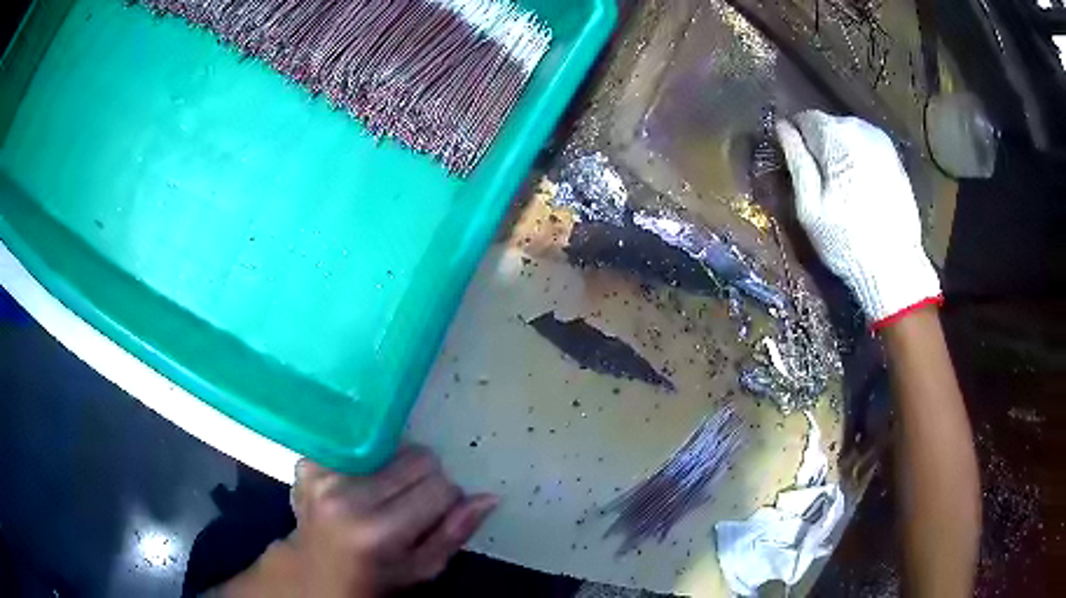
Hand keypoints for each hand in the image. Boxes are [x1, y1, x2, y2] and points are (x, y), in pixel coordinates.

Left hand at [219, 446, 497, 597]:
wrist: (315, 574)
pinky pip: (358, 444)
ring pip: (392, 446)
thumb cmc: (374, 579)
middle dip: (423, 480)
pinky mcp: (309, 464)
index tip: (434, 515)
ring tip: (382, 497)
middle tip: (407, 506)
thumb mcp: (420, 570)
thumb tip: (488, 497)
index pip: (440, 487)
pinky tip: (359, 485)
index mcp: (379, 531)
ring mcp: (324, 476)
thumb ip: (454, 534)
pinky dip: (367, 461)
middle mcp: (348, 497)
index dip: (446, 501)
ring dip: (395, 469)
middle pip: (417, 459)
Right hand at [776, 110, 940, 327]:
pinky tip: (860, 187)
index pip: (805, 118)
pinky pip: (867, 147)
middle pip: (829, 124)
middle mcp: (861, 129)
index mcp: (837, 135)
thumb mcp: (809, 205)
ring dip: (840, 151)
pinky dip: (859, 159)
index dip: (795, 137)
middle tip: (818, 180)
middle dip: (819, 144)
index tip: (794, 162)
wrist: (896, 268)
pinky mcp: (896, 159)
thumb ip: (796, 159)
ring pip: (849, 134)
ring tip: (841, 185)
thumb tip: (782, 126)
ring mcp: (883, 143)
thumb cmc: (846, 240)